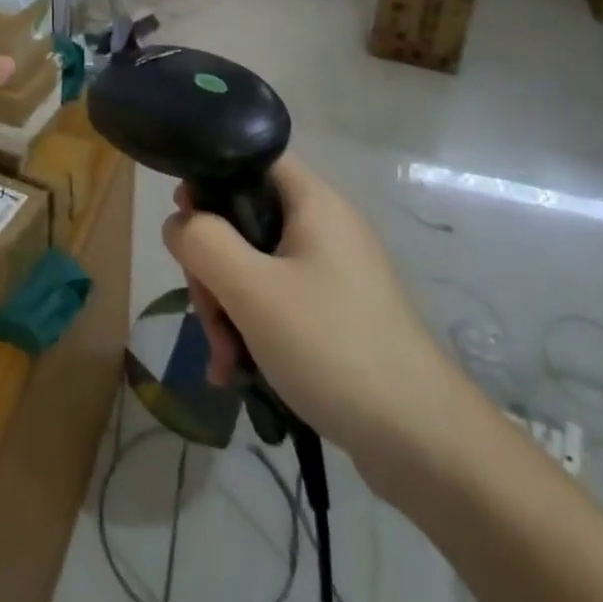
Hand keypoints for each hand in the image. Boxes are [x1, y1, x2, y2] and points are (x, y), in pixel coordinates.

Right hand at [162, 155, 480, 497]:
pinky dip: (251, 331)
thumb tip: (179, 222)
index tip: (186, 224)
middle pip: (244, 221)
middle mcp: (323, 229)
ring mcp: (331, 274)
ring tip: (225, 360)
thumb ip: (203, 243)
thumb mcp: (252, 290)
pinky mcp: (335, 316)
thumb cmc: (333, 347)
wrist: (424, 442)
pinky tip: (237, 374)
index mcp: (313, 203)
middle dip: (213, 268)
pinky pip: (276, 304)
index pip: (252, 159)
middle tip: (208, 313)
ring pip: (254, 268)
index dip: (211, 179)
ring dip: (227, 309)